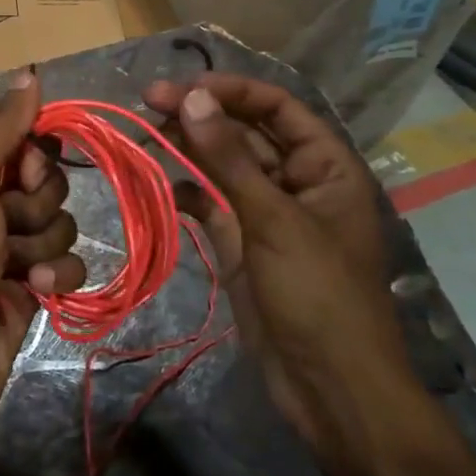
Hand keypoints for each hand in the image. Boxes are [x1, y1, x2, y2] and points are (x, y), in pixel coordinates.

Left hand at [0, 72, 85, 454]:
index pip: (17, 131)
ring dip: (46, 243)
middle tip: (9, 225)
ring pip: (60, 220)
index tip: (25, 173)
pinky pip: (67, 262)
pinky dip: (58, 276)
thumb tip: (28, 70)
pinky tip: (37, 293)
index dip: (33, 150)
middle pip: (44, 177)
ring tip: (18, 270)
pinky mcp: (28, 285)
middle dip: (38, 202)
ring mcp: (6, 245)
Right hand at [144, 74, 410, 440]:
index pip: (277, 107)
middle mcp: (296, 181)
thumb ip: (229, 158)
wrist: (329, 387)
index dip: (231, 90)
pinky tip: (163, 185)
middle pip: (245, 132)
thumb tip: (193, 98)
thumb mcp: (274, 220)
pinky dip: (187, 191)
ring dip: (188, 148)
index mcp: (325, 166)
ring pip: (223, 166)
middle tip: (148, 102)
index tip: (182, 87)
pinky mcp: (242, 242)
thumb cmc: (318, 295)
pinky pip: (211, 203)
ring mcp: (267, 213)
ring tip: (146, 133)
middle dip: (201, 115)